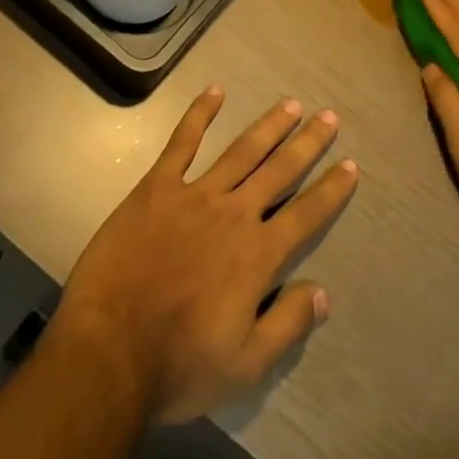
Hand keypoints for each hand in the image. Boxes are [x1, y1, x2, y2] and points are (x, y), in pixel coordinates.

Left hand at [52, 88, 359, 424]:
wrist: (107, 353)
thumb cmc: (178, 365)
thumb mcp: (245, 366)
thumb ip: (287, 325)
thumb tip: (323, 292)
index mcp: (258, 255)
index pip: (306, 214)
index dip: (331, 190)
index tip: (351, 165)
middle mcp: (234, 214)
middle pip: (279, 170)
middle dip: (308, 143)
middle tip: (329, 116)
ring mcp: (194, 196)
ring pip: (241, 151)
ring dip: (268, 126)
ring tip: (291, 104)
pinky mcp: (156, 189)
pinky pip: (182, 144)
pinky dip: (199, 115)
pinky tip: (215, 92)